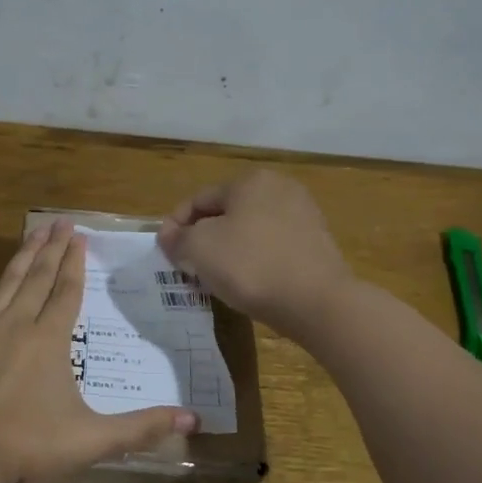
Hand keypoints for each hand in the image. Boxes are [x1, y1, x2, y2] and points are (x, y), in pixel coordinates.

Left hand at [0, 218, 198, 482]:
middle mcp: (16, 328)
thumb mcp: (94, 439)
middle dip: (50, 249)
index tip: (80, 235)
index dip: (75, 264)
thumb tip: (193, 418)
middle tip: (59, 221)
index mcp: (49, 341)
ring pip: (3, 289)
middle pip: (36, 280)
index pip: (67, 292)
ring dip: (18, 261)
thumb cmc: (31, 445)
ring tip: (29, 234)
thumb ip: (142, 427)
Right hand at [157, 171, 352, 341]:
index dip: (175, 226)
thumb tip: (168, 235)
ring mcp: (303, 215)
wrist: (316, 302)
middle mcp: (280, 188)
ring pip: (249, 232)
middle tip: (187, 267)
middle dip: (202, 239)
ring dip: (227, 251)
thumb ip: (177, 239)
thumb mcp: (199, 249)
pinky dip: (254, 261)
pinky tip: (248, 284)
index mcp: (250, 180)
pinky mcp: (316, 244)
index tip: (165, 253)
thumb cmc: (250, 265)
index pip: (198, 200)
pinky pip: (272, 248)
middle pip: (225, 214)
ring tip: (214, 279)